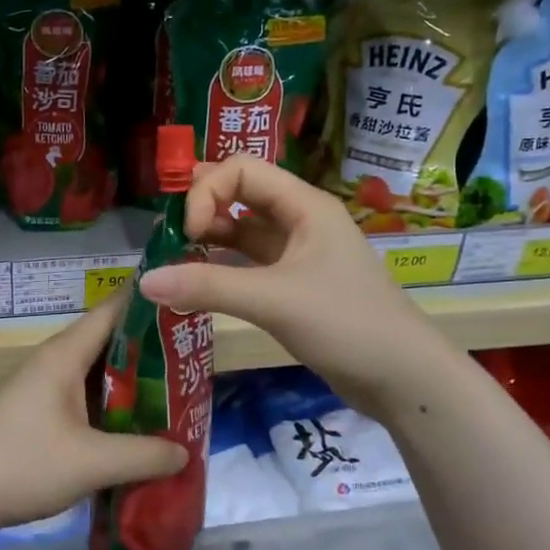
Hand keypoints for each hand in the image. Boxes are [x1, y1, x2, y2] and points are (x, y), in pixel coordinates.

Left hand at [0, 296, 187, 543]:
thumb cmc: (22, 464)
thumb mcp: (92, 462)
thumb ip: (144, 455)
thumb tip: (184, 451)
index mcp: (64, 355)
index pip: (113, 310)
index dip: (149, 302)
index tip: (188, 304)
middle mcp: (54, 363)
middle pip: (109, 343)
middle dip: (151, 351)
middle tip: (195, 361)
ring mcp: (42, 388)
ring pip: (97, 375)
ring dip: (131, 384)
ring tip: (176, 394)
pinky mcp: (36, 414)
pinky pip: (83, 398)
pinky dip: (110, 407)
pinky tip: (134, 429)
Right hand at [138, 156, 430, 415]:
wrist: (404, 379)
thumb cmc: (346, 324)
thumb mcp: (274, 300)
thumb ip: (208, 287)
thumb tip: (144, 281)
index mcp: (305, 206)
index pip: (242, 170)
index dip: (207, 191)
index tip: (188, 232)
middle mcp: (301, 220)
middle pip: (242, 193)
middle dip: (204, 207)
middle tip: (170, 233)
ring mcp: (299, 253)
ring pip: (245, 230)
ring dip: (211, 237)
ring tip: (176, 257)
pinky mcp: (295, 285)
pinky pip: (250, 262)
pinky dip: (223, 266)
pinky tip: (199, 282)